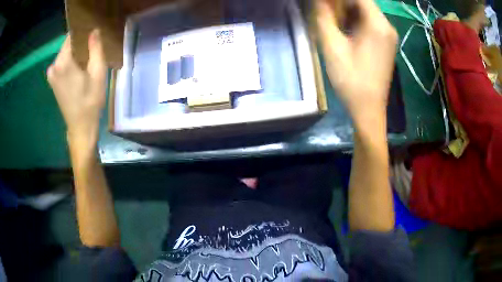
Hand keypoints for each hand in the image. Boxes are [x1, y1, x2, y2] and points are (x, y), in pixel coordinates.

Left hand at [47, 29, 106, 139]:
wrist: (80, 127)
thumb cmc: (90, 101)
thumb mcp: (98, 73)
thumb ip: (95, 49)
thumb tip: (94, 30)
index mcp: (63, 62)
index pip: (72, 36)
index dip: (83, 34)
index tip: (93, 36)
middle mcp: (54, 66)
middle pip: (68, 46)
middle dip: (80, 45)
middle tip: (93, 50)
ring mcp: (51, 74)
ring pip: (66, 55)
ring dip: (76, 54)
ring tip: (87, 61)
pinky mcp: (52, 81)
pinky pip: (62, 64)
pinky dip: (70, 62)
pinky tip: (79, 70)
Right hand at [316, 0, 397, 120]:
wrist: (368, 109)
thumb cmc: (351, 80)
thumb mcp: (332, 46)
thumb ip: (324, 17)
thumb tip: (318, 1)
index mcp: (378, 24)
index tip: (324, 4)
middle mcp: (387, 26)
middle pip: (362, 2)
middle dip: (341, 4)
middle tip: (324, 14)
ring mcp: (388, 35)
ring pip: (365, 12)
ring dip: (346, 12)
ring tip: (331, 22)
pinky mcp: (385, 43)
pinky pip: (369, 23)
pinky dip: (354, 21)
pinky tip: (343, 32)